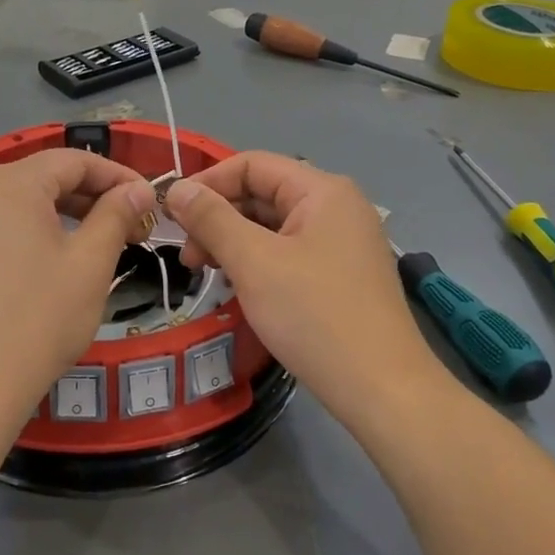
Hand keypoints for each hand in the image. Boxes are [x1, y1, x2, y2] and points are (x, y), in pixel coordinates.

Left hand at [0, 149, 156, 413]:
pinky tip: (45, 267)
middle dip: (90, 198)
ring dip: (59, 217)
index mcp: (10, 183)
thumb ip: (116, 216)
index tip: (148, 201)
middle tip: (128, 228)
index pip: (74, 161)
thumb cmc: (37, 321)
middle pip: (42, 179)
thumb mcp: (89, 265)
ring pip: (16, 205)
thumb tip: (137, 189)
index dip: (117, 176)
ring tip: (92, 246)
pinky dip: (26, 235)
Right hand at [166, 153, 429, 411]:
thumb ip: (211, 219)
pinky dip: (258, 261)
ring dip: (234, 242)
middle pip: (263, 194)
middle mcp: (337, 207)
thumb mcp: (254, 262)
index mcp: (322, 190)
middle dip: (218, 218)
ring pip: (274, 226)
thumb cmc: (314, 315)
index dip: (208, 183)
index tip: (172, 216)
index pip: (252, 164)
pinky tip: (238, 285)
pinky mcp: (342, 274)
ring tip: (206, 273)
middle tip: (187, 257)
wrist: (382, 389)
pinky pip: (289, 252)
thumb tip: (175, 189)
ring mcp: (343, 242)